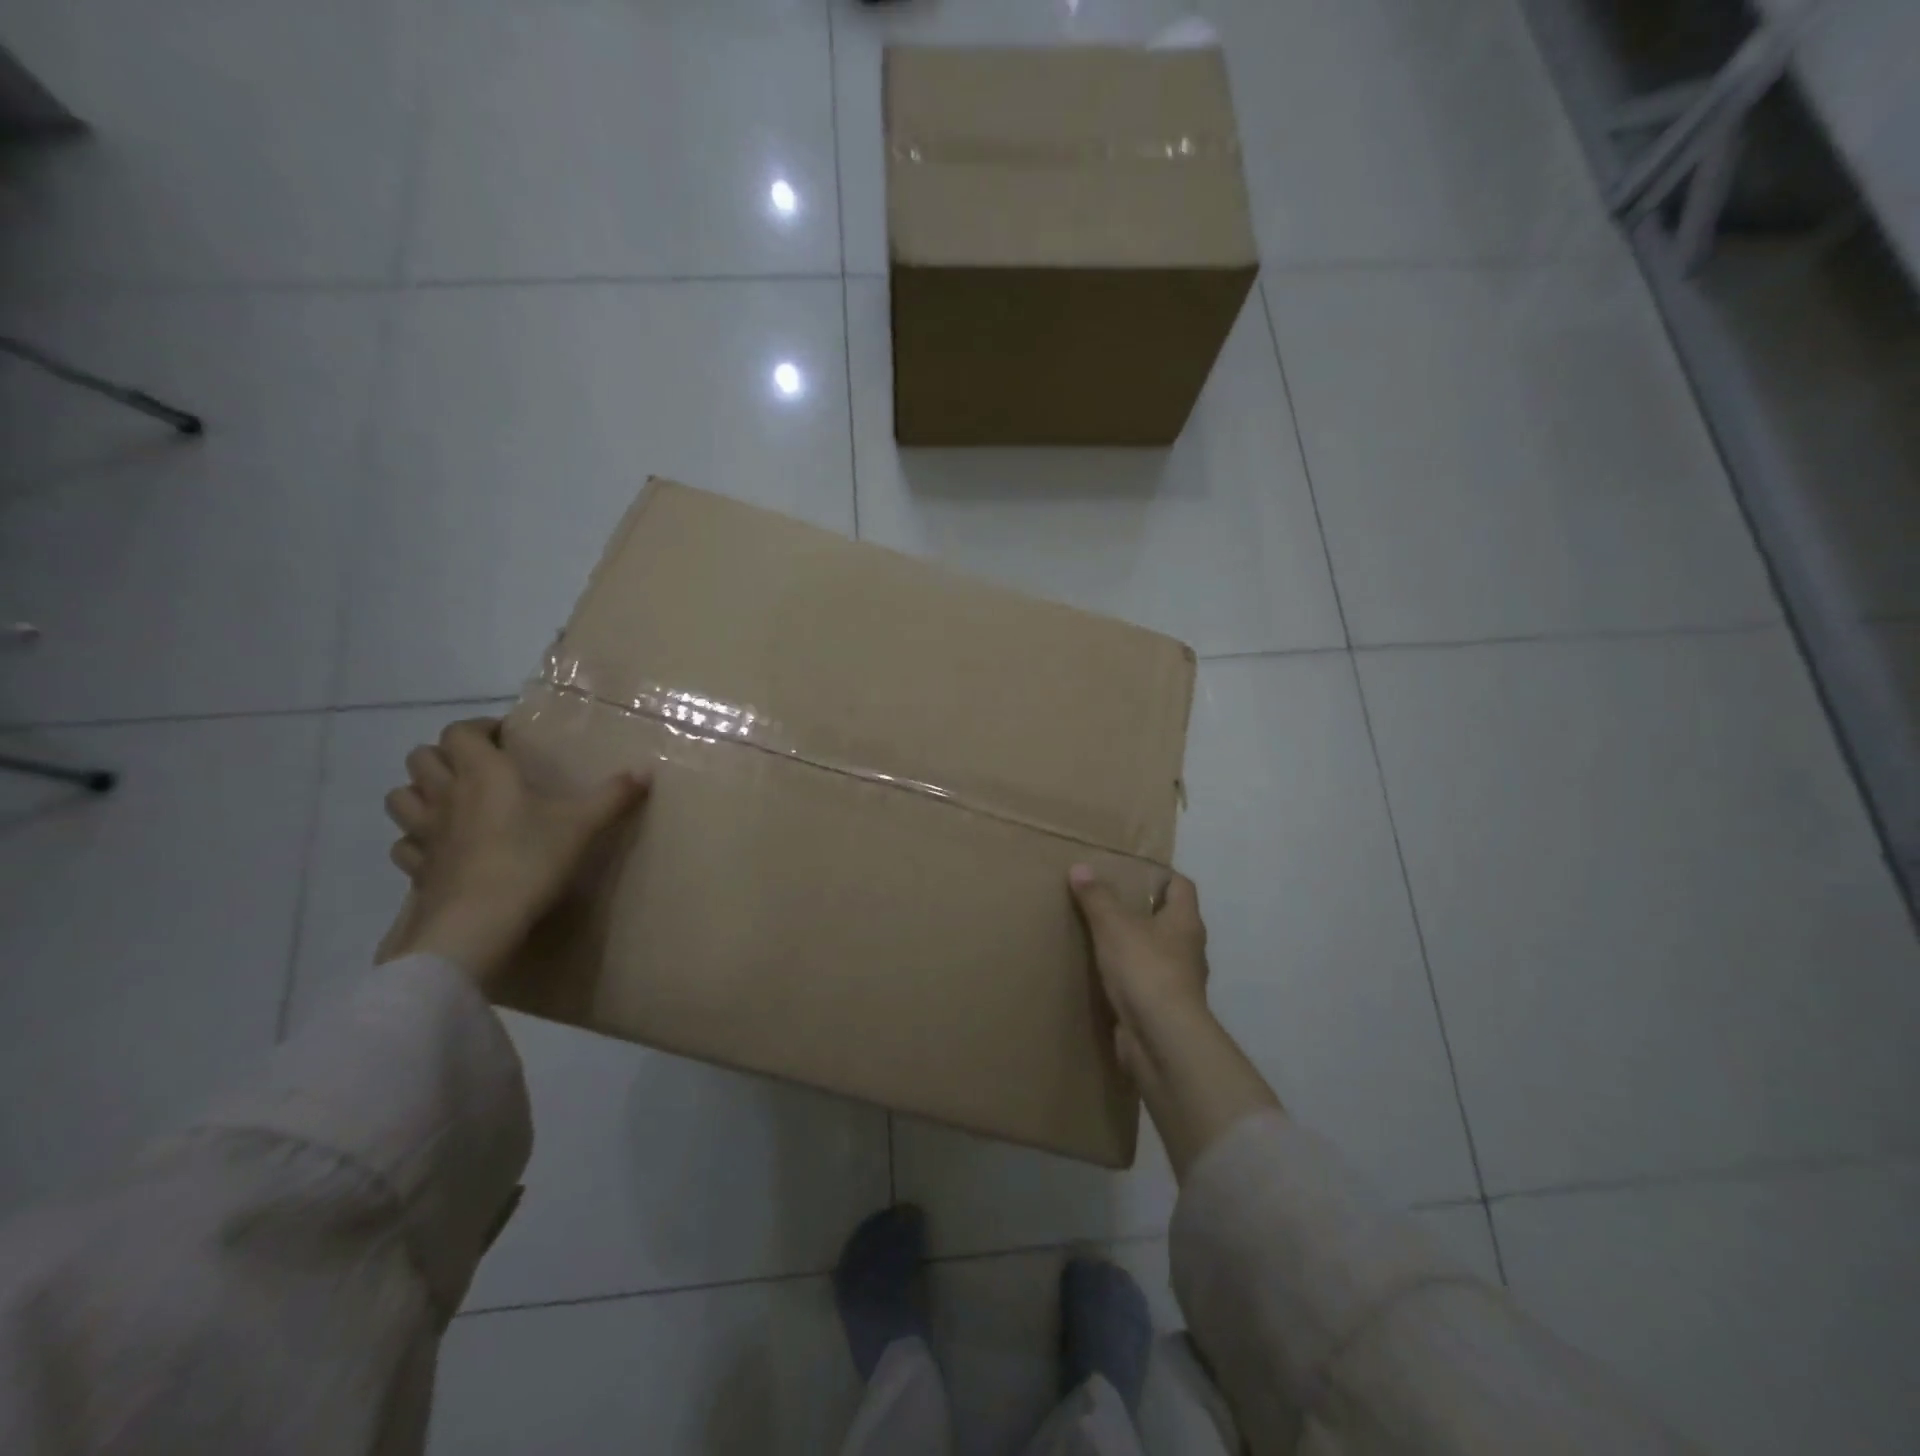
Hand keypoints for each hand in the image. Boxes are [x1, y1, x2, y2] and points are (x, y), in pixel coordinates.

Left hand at [382, 717, 649, 984]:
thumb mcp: (583, 824)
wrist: (478, 923)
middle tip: (479, 768)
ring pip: (400, 796)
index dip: (479, 728)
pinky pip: (405, 844)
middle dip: (444, 756)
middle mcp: (445, 795)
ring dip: (420, 792)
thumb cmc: (530, 859)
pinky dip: (416, 839)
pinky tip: (441, 848)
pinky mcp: (417, 869)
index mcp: (483, 773)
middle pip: (421, 757)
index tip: (505, 738)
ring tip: (451, 802)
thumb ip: (614, 795)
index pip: (461, 732)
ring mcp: (424, 833)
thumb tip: (647, 769)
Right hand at [1068, 866, 1210, 1084]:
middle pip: (1170, 920)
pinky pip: (1147, 984)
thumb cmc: (1145, 969)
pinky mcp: (1165, 1010)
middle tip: (1109, 902)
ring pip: (1158, 953)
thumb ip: (1096, 897)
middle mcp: (1190, 949)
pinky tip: (1105, 976)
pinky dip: (1130, 978)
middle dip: (1143, 911)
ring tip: (1102, 938)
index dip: (1161, 876)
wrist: (1162, 1039)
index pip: (1182, 886)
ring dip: (1136, 946)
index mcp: (1186, 921)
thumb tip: (1080, 867)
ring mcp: (1180, 982)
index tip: (1133, 873)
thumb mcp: (1113, 925)